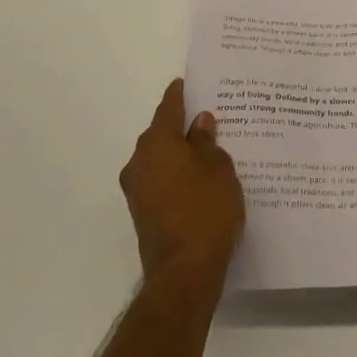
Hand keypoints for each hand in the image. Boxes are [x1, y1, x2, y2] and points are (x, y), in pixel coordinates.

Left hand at [119, 79, 244, 293]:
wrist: (184, 274)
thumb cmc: (206, 210)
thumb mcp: (218, 167)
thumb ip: (207, 141)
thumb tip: (199, 123)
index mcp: (157, 143)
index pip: (168, 107)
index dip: (180, 94)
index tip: (189, 83)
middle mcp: (140, 162)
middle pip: (161, 134)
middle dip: (182, 127)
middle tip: (208, 119)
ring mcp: (137, 191)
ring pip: (160, 160)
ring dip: (179, 155)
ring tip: (208, 152)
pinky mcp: (143, 214)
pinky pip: (161, 182)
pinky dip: (177, 177)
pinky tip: (199, 182)